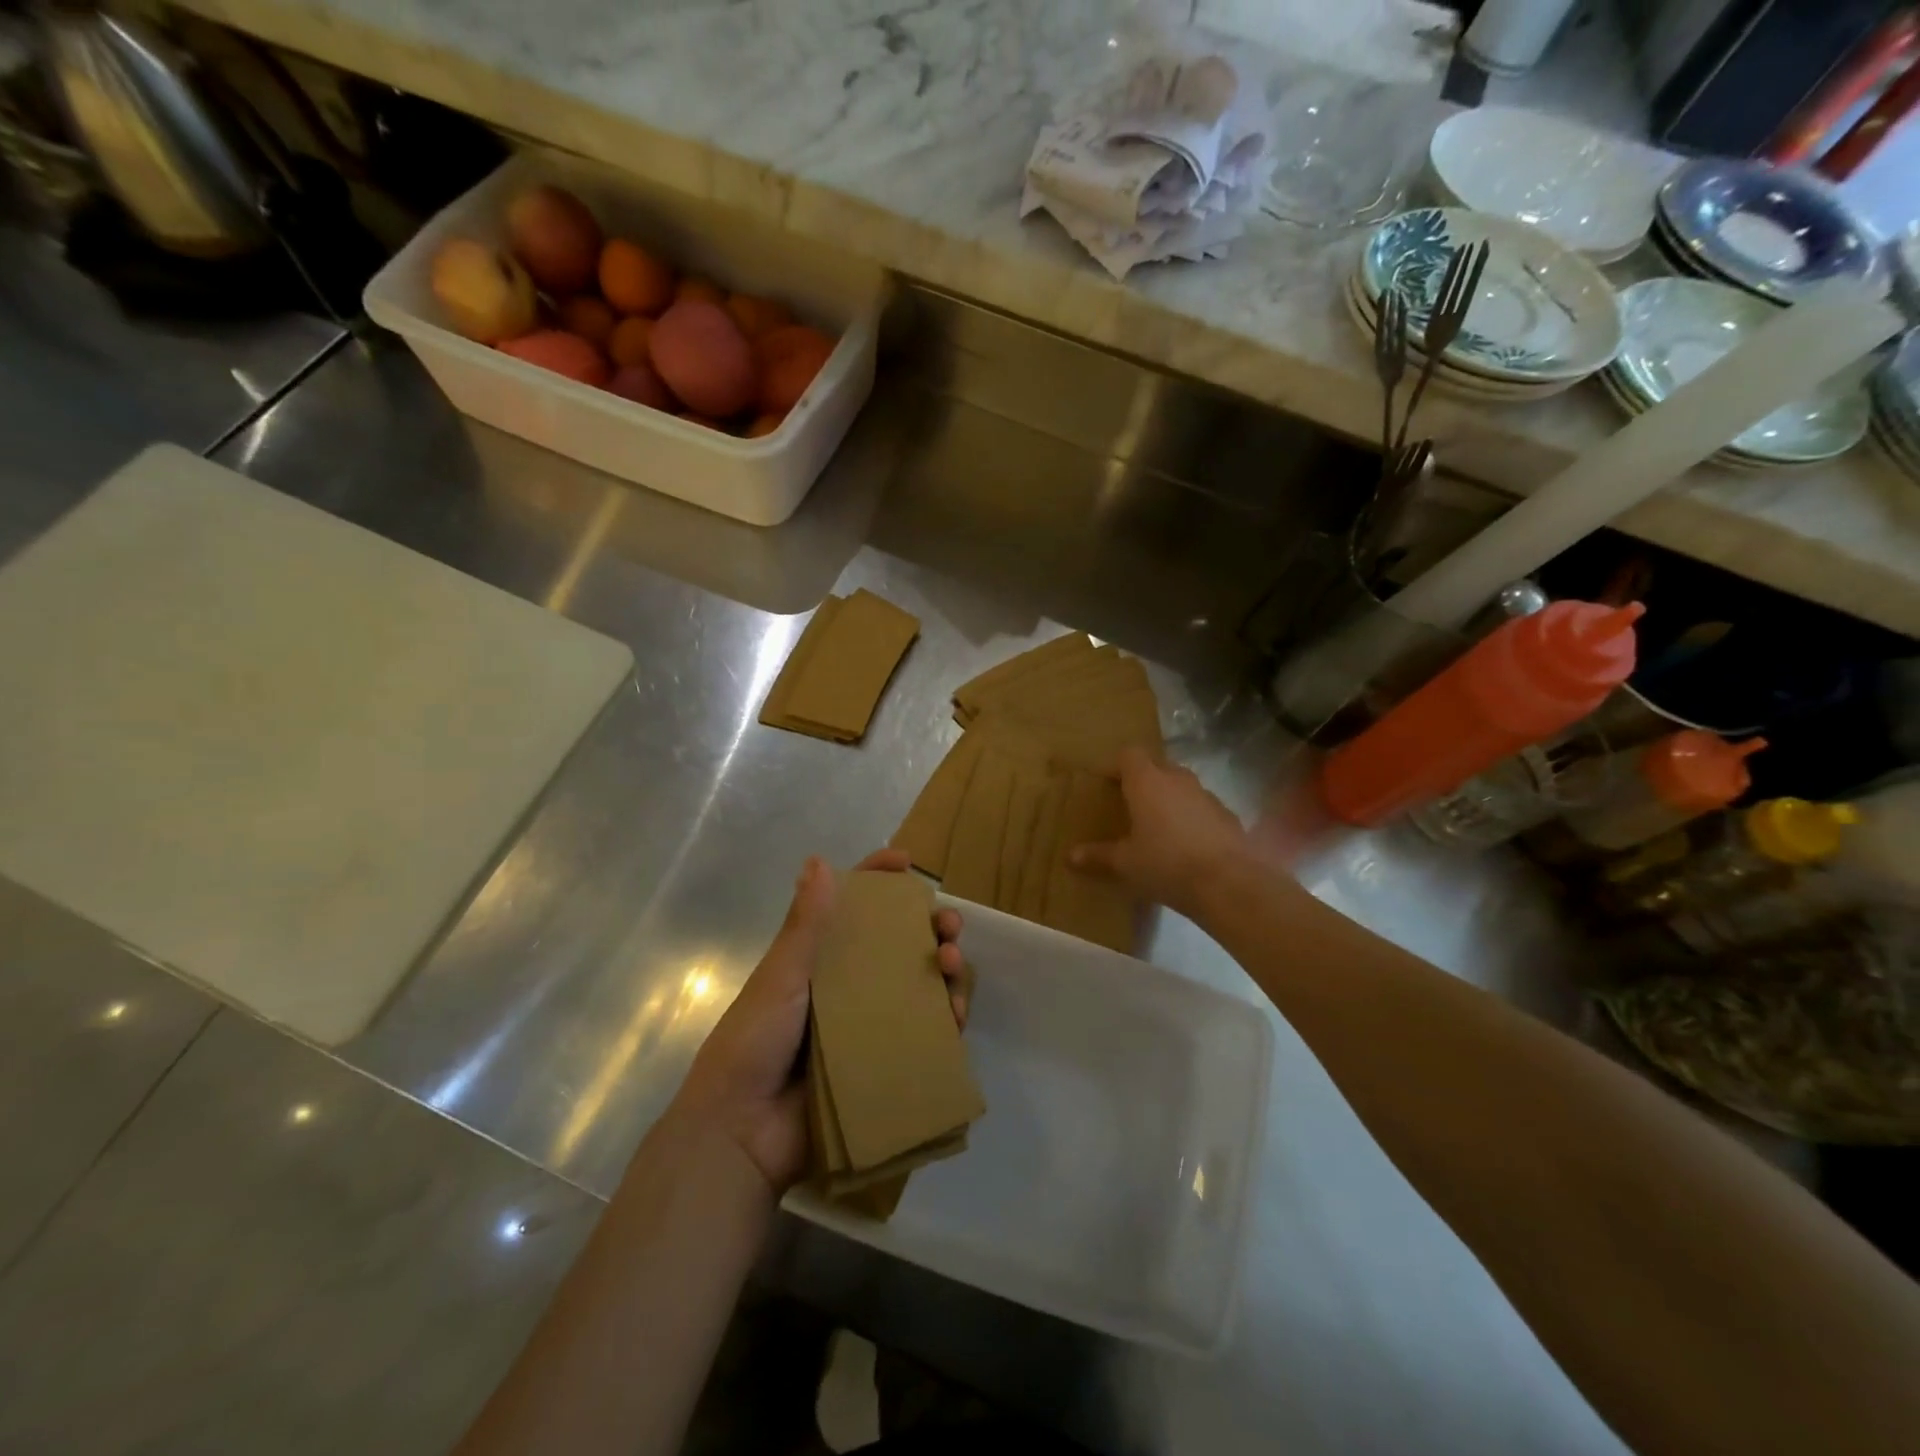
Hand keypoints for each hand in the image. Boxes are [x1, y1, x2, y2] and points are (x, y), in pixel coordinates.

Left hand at [673, 848, 968, 1193]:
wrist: (741, 1133)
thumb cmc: (753, 1044)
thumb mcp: (780, 978)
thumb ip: (804, 926)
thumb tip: (819, 860)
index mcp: (819, 960)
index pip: (852, 908)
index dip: (879, 881)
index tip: (907, 864)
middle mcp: (849, 986)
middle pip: (900, 944)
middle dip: (930, 927)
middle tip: (948, 925)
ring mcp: (869, 1025)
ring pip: (921, 985)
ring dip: (946, 969)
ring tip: (952, 965)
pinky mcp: (884, 1062)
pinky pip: (925, 1034)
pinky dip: (946, 1020)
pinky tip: (955, 1015)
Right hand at [1070, 746, 1248, 919]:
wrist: (1229, 883)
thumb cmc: (1166, 864)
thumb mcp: (1126, 863)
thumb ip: (1099, 856)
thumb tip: (1070, 856)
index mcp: (1147, 782)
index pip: (1129, 755)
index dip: (1116, 765)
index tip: (1106, 783)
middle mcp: (1177, 779)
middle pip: (1157, 766)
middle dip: (1143, 780)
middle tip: (1130, 804)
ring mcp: (1206, 795)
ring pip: (1182, 786)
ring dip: (1169, 798)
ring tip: (1158, 825)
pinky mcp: (1228, 815)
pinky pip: (1201, 807)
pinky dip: (1191, 817)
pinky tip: (1186, 844)